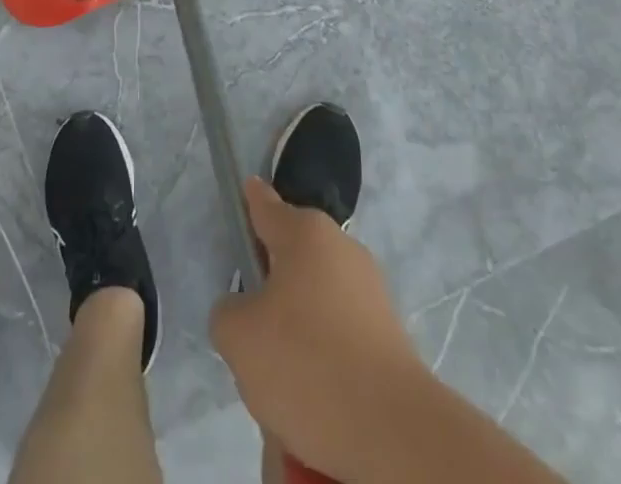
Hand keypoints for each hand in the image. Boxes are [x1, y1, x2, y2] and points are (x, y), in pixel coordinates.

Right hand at [210, 178, 429, 482]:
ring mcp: (370, 288)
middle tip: (253, 332)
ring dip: (298, 328)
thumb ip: (228, 312)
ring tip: (284, 380)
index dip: (250, 200)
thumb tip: (245, 310)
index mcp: (305, 232)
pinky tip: (316, 399)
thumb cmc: (306, 362)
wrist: (392, 429)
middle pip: (292, 256)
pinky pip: (340, 334)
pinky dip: (325, 358)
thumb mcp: (238, 337)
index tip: (246, 191)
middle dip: (271, 287)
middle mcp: (341, 247)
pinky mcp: (389, 332)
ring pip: (315, 299)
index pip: (267, 205)